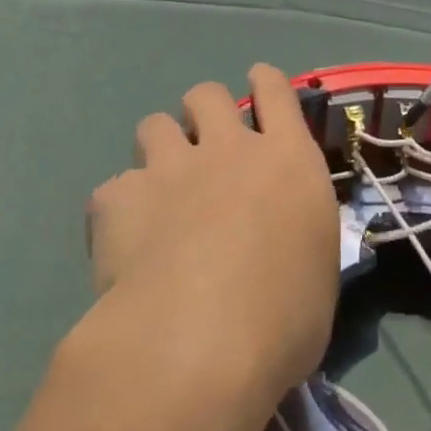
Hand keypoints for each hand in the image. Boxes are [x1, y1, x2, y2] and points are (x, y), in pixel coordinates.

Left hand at [85, 65, 339, 401]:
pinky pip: (114, 187)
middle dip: (202, 113)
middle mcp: (229, 148)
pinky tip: (123, 240)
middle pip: (207, 94)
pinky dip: (119, 208)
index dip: (264, 82)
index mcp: (287, 158)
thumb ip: (296, 229)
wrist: (198, 347)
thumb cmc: (282, 321)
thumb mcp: (316, 268)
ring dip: (159, 149)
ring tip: (159, 188)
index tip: (257, 86)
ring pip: (154, 124)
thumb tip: (281, 235)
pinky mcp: (120, 198)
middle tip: (204, 150)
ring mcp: (171, 168)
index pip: (275, 89)